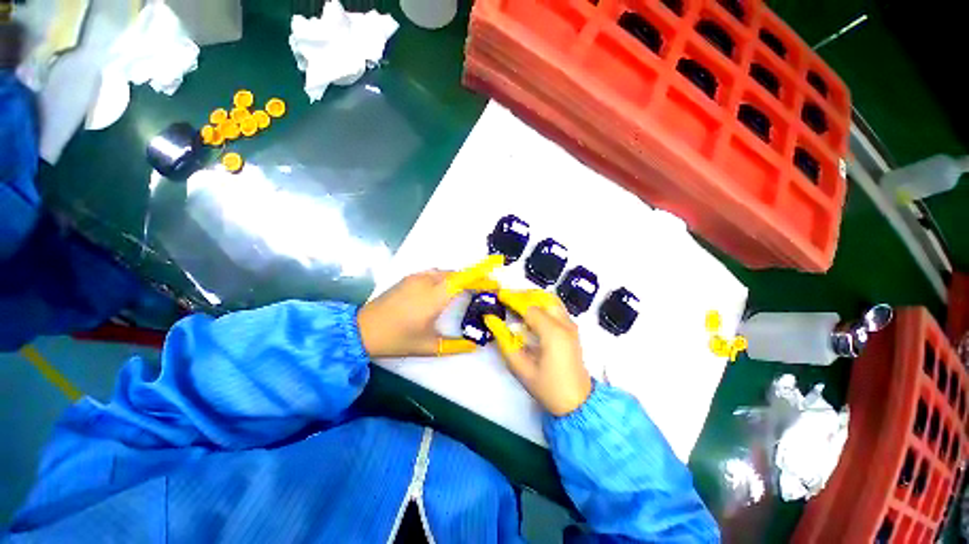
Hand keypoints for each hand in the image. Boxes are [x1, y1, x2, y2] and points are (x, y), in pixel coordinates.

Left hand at [357, 257, 502, 358]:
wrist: (362, 329)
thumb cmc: (397, 339)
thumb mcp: (429, 346)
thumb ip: (456, 346)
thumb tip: (477, 345)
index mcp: (435, 297)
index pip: (465, 280)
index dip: (483, 278)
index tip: (496, 283)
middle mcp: (428, 281)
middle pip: (459, 273)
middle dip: (476, 277)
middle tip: (488, 287)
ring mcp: (417, 277)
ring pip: (447, 272)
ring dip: (462, 277)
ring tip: (473, 287)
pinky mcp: (410, 277)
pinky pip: (436, 273)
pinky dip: (448, 277)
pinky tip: (449, 288)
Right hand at [485, 293, 591, 415]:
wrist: (577, 402)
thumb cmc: (548, 388)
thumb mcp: (521, 368)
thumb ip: (504, 341)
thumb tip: (491, 320)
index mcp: (553, 333)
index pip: (529, 308)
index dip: (512, 300)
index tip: (498, 297)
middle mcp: (564, 324)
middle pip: (542, 298)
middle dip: (522, 295)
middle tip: (505, 299)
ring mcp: (571, 325)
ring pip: (550, 300)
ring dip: (532, 298)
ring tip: (515, 304)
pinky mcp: (572, 329)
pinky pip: (555, 308)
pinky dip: (541, 304)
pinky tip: (529, 313)